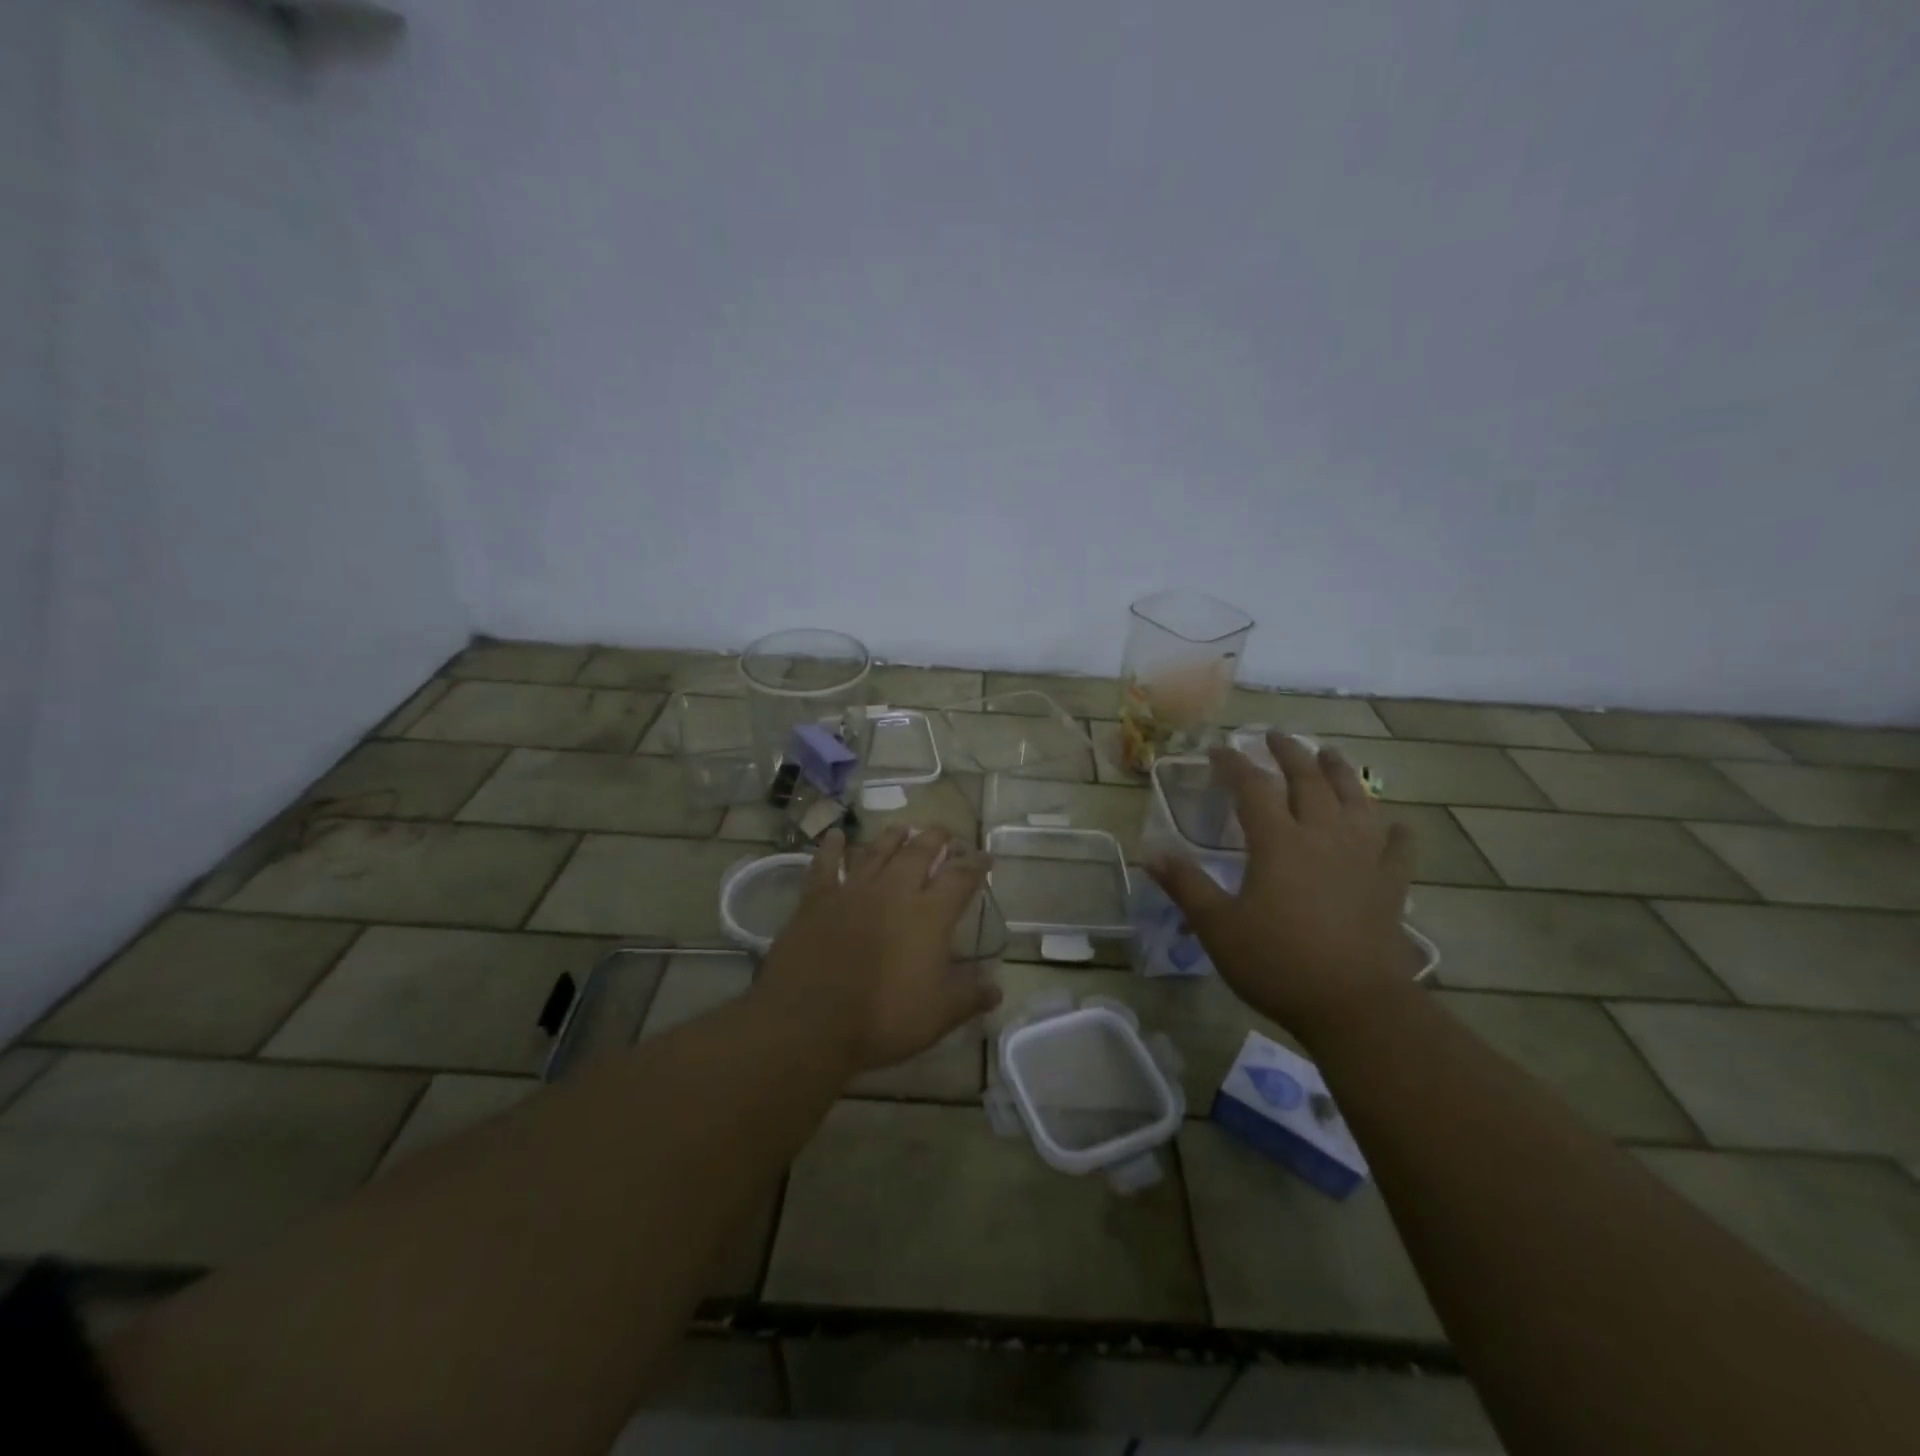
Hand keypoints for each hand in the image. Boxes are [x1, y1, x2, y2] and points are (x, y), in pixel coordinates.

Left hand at [752, 827, 1003, 1073]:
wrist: (809, 1022)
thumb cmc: (882, 1020)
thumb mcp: (939, 1015)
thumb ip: (970, 996)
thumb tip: (997, 989)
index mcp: (929, 914)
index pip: (961, 877)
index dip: (976, 864)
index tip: (985, 856)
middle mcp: (894, 890)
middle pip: (919, 851)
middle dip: (936, 838)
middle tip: (944, 833)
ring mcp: (853, 890)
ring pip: (877, 850)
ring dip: (893, 837)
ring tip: (904, 828)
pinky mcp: (817, 899)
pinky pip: (825, 865)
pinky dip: (832, 848)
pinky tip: (836, 835)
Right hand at [1148, 732, 1415, 1041]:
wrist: (1354, 1006)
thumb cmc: (1277, 963)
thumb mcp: (1217, 926)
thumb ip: (1185, 885)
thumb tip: (1150, 853)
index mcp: (1278, 842)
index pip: (1252, 787)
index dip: (1233, 764)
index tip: (1218, 749)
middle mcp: (1322, 836)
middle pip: (1308, 780)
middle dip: (1289, 753)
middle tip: (1275, 736)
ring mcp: (1363, 858)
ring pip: (1355, 800)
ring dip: (1341, 772)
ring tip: (1330, 754)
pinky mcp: (1390, 884)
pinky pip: (1397, 846)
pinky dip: (1393, 830)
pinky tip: (1391, 824)